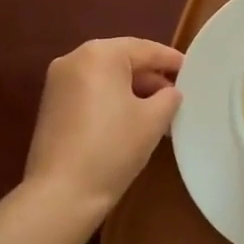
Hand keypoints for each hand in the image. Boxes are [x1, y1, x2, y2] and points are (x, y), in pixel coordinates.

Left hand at [22, 37, 183, 214]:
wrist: (61, 193)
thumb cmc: (113, 148)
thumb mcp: (153, 120)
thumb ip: (168, 97)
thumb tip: (170, 92)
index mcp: (99, 53)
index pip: (145, 49)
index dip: (171, 60)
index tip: (192, 71)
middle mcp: (74, 59)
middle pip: (122, 60)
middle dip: (151, 77)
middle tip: (177, 96)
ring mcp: (58, 82)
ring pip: (105, 77)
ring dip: (132, 90)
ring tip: (159, 113)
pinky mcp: (51, 105)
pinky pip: (90, 92)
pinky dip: (112, 100)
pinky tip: (131, 121)